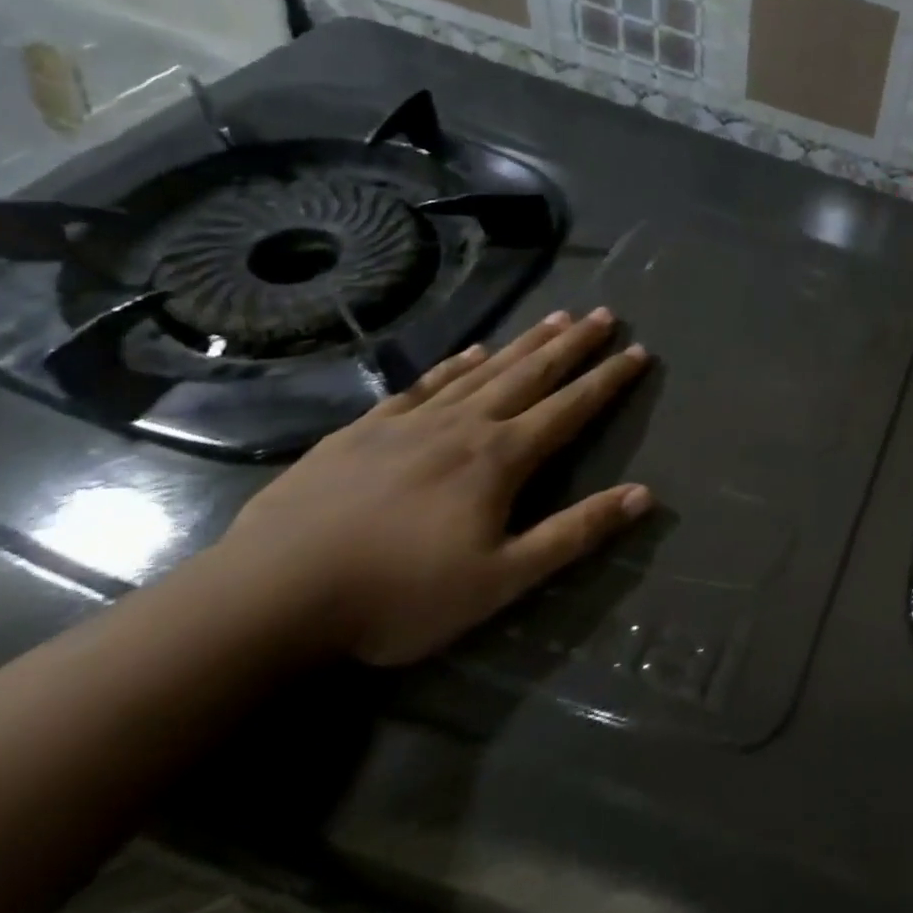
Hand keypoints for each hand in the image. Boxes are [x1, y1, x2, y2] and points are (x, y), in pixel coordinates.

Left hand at [214, 308, 652, 666]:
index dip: (608, 379)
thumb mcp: (502, 579)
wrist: (268, 599)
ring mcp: (410, 423)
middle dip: (573, 344)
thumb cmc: (399, 596)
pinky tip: (472, 350)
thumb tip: (644, 495)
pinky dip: (455, 364)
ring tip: (556, 316)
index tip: (639, 351)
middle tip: (604, 314)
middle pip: (531, 374)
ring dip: (525, 343)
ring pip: (483, 370)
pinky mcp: (363, 431)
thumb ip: (575, 533)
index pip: (570, 408)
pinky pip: (423, 385)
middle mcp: (464, 425)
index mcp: (501, 458)